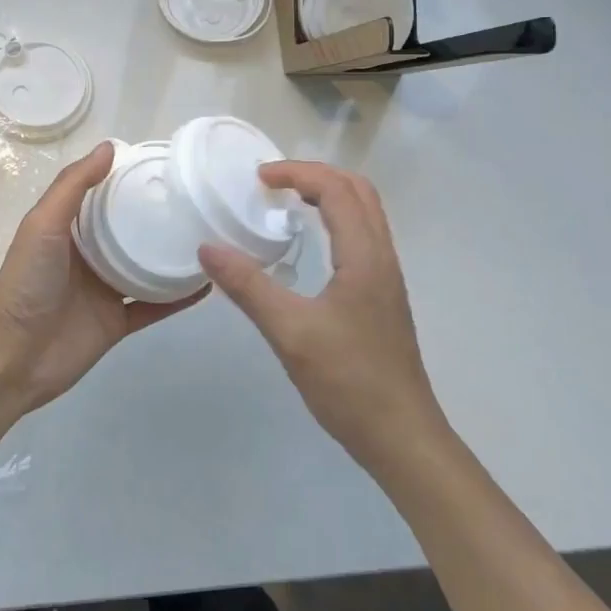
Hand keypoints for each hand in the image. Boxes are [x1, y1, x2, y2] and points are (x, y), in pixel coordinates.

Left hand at [0, 142, 205, 417]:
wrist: (14, 356)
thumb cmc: (27, 281)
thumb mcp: (44, 224)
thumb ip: (74, 185)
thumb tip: (109, 146)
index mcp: (70, 228)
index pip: (104, 194)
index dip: (130, 178)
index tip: (168, 163)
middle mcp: (89, 255)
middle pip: (130, 229)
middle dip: (159, 214)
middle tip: (200, 197)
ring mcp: (105, 290)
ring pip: (147, 266)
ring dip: (173, 254)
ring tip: (212, 235)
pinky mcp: (118, 322)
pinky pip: (155, 306)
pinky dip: (178, 297)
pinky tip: (207, 283)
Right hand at [199, 162, 444, 469]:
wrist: (402, 437)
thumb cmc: (349, 382)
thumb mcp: (290, 333)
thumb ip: (248, 287)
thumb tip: (207, 248)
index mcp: (365, 257)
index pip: (337, 189)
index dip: (298, 173)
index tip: (258, 178)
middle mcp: (382, 258)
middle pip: (358, 191)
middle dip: (316, 175)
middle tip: (273, 183)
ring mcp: (386, 279)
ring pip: (364, 214)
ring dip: (328, 195)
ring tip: (287, 203)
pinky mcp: (382, 298)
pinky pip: (362, 238)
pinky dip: (335, 221)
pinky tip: (309, 246)